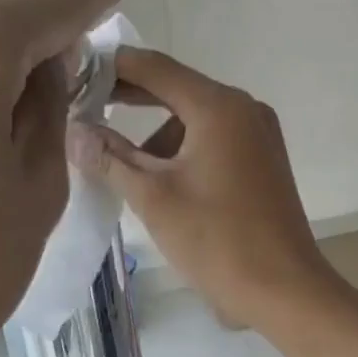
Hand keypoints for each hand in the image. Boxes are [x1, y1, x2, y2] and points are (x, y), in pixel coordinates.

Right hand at [67, 48, 341, 328]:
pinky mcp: (264, 159)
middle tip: (85, 108)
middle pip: (177, 89)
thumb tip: (73, 130)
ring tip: (123, 167)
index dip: (112, 67)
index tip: (74, 73)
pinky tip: (161, 182)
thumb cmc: (216, 240)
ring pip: (196, 118)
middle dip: (131, 98)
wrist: (283, 289)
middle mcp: (244, 108)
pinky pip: (215, 139)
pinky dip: (184, 150)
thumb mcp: (154, 197)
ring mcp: (259, 134)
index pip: (155, 67)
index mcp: (219, 107)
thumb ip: (110, 157)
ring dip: (158, 134)